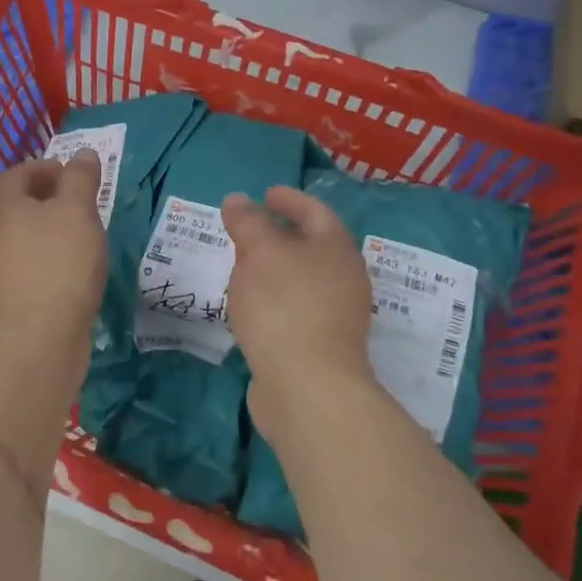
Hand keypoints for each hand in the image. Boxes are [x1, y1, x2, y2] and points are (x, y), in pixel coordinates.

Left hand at [0, 150, 108, 359]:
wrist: (36, 342)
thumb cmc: (59, 266)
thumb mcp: (77, 212)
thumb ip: (80, 179)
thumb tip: (82, 154)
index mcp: (4, 208)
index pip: (17, 173)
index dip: (44, 167)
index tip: (72, 175)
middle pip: (17, 206)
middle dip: (48, 199)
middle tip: (82, 205)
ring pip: (22, 238)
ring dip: (48, 232)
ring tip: (82, 239)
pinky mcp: (6, 300)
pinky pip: (27, 268)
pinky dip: (47, 261)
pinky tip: (72, 275)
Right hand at [223, 187, 376, 441]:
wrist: (307, 387)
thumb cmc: (285, 305)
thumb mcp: (259, 252)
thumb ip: (248, 222)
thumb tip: (238, 199)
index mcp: (336, 249)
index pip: (315, 212)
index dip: (289, 200)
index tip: (265, 194)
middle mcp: (343, 279)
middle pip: (311, 247)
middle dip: (280, 235)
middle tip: (247, 229)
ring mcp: (334, 316)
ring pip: (301, 280)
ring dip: (274, 269)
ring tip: (241, 266)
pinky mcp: (319, 347)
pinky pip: (294, 308)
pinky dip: (272, 298)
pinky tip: (249, 305)